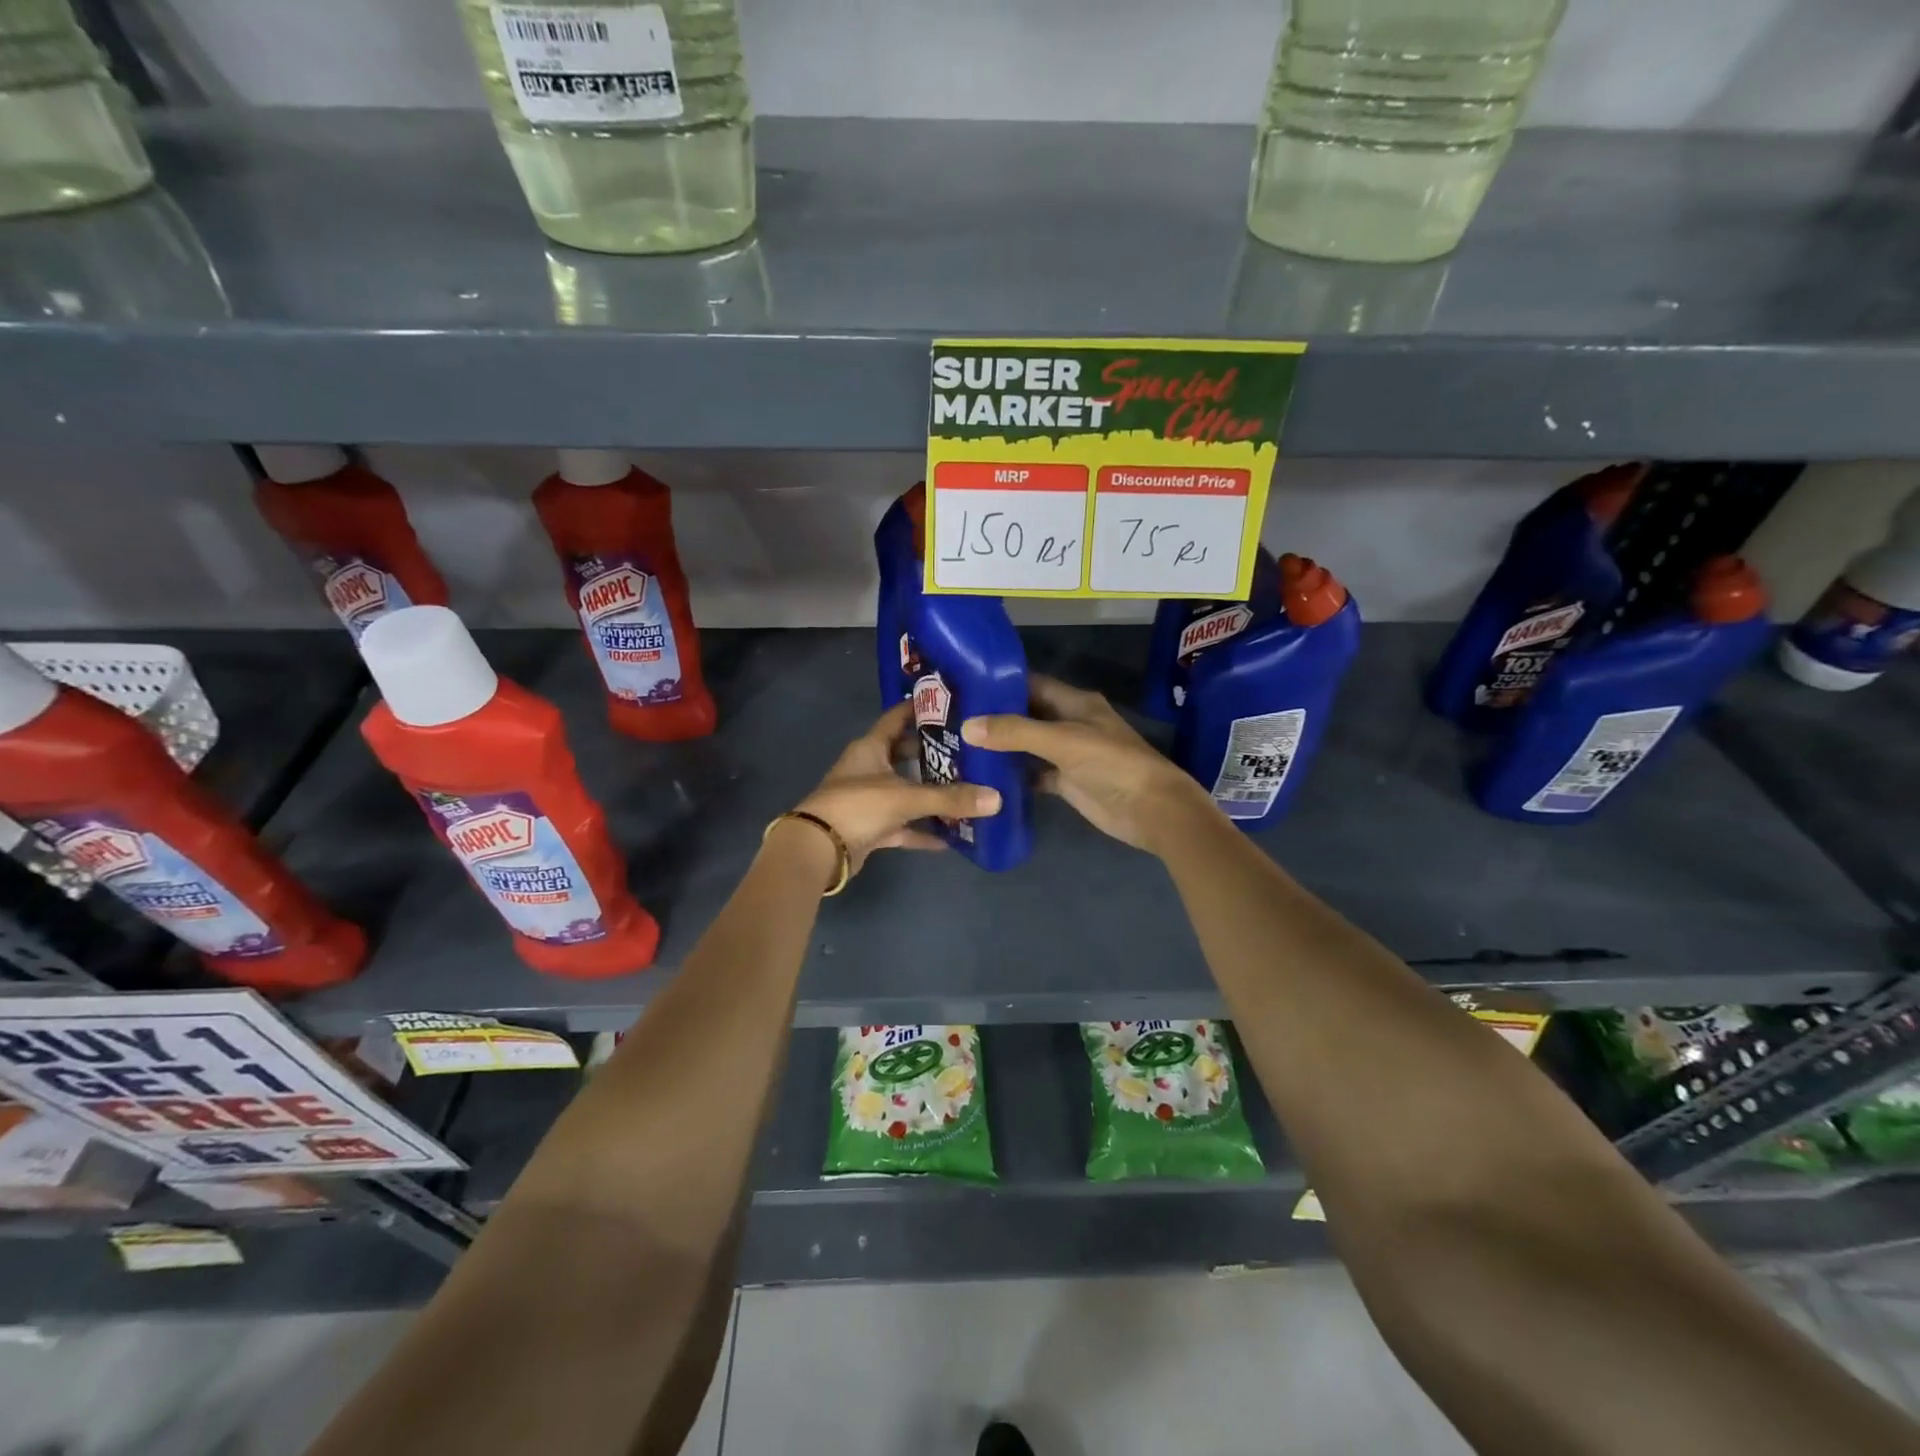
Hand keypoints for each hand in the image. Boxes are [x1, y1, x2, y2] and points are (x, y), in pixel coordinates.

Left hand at [788, 701, 1001, 876]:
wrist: (818, 850)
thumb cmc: (858, 806)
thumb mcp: (906, 797)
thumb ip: (950, 798)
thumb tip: (996, 799)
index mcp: (871, 747)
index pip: (896, 718)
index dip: (919, 708)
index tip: (948, 703)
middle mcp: (869, 768)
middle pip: (904, 754)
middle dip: (932, 753)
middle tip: (968, 750)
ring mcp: (869, 799)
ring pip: (906, 791)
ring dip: (930, 793)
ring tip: (966, 789)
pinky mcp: (870, 827)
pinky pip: (903, 825)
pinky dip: (922, 830)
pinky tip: (950, 838)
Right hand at [961, 675, 1211, 855]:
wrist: (1151, 810)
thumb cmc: (1112, 764)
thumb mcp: (1063, 741)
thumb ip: (1016, 732)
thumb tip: (967, 726)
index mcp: (1074, 702)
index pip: (1031, 684)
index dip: (999, 684)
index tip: (963, 687)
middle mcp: (1069, 723)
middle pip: (1025, 715)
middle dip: (993, 717)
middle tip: (951, 719)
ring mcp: (1067, 754)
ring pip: (1027, 745)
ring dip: (999, 747)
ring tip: (957, 746)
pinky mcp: (1066, 782)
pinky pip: (1032, 774)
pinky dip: (1012, 776)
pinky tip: (983, 779)